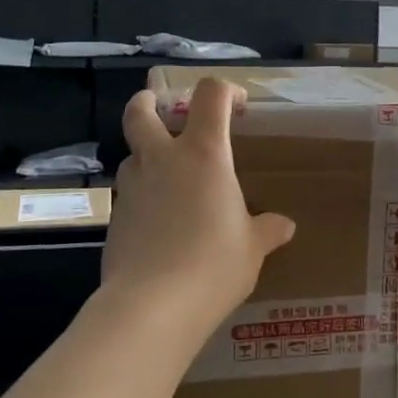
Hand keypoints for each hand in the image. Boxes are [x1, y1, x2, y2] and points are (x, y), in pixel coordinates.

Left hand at [100, 77, 295, 339]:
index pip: (210, 95)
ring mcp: (132, 187)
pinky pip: (128, 194)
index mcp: (203, 153)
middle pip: (141, 111)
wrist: (151, 307)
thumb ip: (267, 230)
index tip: (239, 107)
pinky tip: (158, 224)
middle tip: (160, 108)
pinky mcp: (113, 218)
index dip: (225, 91)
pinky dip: (141, 196)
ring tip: (166, 178)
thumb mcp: (252, 248)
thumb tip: (284, 226)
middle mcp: (162, 159)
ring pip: (131, 154)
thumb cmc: (213, 265)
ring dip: (145, 155)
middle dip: (148, 102)